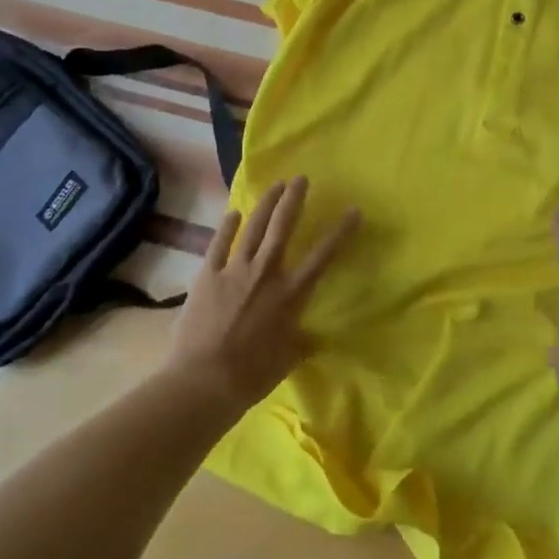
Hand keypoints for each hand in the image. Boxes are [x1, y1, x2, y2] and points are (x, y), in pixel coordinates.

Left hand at [164, 177, 358, 410]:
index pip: (323, 255)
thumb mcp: (288, 358)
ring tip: (275, 185)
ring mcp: (234, 270)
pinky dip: (226, 227)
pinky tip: (233, 213)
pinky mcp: (207, 275)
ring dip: (266, 204)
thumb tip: (315, 338)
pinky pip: (218, 244)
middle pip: (283, 226)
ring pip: (253, 228)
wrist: (204, 380)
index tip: (353, 210)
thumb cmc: (252, 374)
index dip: (340, 231)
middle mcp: (266, 272)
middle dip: (294, 199)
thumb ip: (302, 342)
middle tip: (300, 178)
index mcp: (291, 293)